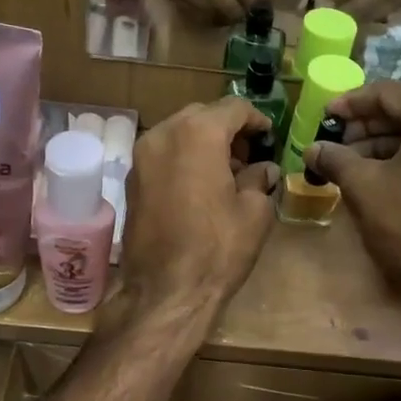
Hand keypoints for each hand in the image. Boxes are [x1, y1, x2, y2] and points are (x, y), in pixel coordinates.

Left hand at [119, 98, 280, 322]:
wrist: (165, 292)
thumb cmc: (217, 248)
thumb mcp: (254, 212)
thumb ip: (259, 179)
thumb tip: (263, 170)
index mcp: (197, 133)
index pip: (233, 108)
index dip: (257, 120)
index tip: (269, 138)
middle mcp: (162, 134)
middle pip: (202, 116)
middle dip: (227, 130)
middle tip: (248, 157)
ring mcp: (141, 158)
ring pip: (178, 134)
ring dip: (203, 144)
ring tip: (226, 174)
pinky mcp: (131, 182)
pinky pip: (163, 156)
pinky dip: (183, 160)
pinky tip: (200, 188)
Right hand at [306, 81, 400, 287]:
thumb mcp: (362, 186)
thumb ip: (335, 158)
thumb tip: (312, 149)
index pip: (390, 94)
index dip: (352, 103)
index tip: (326, 115)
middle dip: (370, 128)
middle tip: (338, 142)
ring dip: (389, 146)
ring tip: (354, 163)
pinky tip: (385, 177)